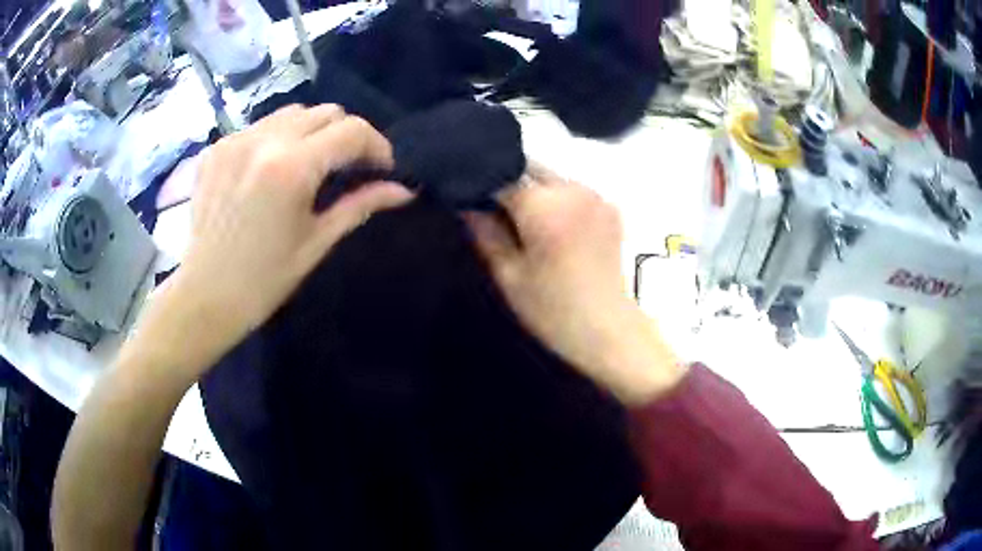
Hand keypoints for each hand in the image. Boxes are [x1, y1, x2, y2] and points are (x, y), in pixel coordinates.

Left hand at [150, 105, 412, 376]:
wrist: (205, 295)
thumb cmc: (264, 279)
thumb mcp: (317, 242)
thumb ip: (360, 205)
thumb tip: (404, 191)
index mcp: (292, 168)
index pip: (352, 131)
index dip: (377, 145)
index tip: (382, 168)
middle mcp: (263, 141)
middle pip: (325, 112)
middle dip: (346, 135)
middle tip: (348, 167)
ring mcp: (235, 140)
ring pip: (292, 113)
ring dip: (312, 132)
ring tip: (310, 164)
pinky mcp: (216, 148)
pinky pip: (260, 127)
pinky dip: (278, 139)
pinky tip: (272, 169)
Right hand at [465, 165, 682, 404]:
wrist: (609, 330)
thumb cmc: (553, 310)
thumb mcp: (509, 275)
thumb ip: (485, 232)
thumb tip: (467, 204)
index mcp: (544, 206)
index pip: (501, 176)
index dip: (482, 187)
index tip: (472, 203)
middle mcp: (573, 188)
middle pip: (528, 168)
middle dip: (509, 183)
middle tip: (497, 214)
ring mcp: (595, 194)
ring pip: (551, 176)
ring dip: (533, 189)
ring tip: (526, 222)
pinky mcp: (609, 205)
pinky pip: (573, 188)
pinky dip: (557, 197)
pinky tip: (554, 226)